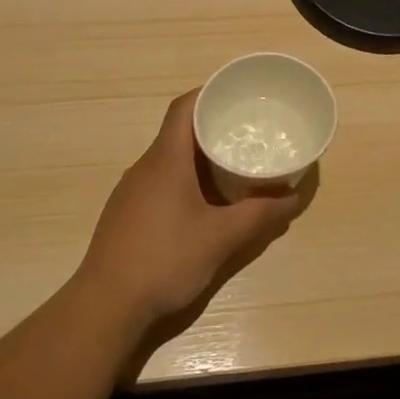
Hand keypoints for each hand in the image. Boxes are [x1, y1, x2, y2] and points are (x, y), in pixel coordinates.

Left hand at [77, 90, 307, 330]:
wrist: (106, 304)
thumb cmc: (165, 259)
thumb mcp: (221, 237)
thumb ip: (260, 215)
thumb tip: (293, 197)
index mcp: (165, 160)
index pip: (183, 108)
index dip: (209, 93)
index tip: (237, 95)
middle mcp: (144, 167)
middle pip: (178, 132)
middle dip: (212, 128)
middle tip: (247, 132)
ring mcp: (131, 191)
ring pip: (169, 160)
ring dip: (199, 158)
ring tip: (233, 166)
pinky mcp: (126, 214)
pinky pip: (160, 182)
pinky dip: (185, 181)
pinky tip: (204, 204)